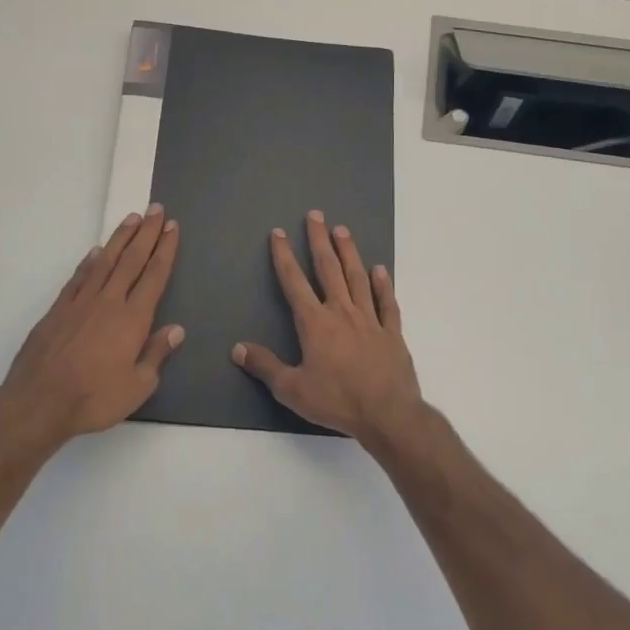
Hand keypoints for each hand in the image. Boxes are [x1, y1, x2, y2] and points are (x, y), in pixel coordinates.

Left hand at [0, 206, 183, 446]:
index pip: (154, 276)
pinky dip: (90, 261)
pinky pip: (78, 277)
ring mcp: (80, 303)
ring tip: (131, 218)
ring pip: (105, 262)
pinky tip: (97, 252)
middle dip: (146, 233)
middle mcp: (108, 302)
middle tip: (156, 209)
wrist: (39, 401)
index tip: (171, 228)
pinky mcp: (58, 310)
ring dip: (120, 238)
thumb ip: (156, 354)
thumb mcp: (138, 386)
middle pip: (132, 260)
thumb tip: (176, 329)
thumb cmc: (94, 398)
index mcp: (133, 319)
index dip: (165, 250)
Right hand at [232, 210, 424, 444]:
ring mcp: (370, 320)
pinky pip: (387, 303)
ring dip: (349, 253)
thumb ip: (265, 366)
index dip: (284, 256)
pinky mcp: (392, 332)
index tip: (279, 233)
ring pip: (358, 278)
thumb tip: (237, 348)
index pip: (294, 282)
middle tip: (315, 215)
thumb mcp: (292, 389)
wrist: (388, 414)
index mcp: (315, 323)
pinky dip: (383, 285)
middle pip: (328, 269)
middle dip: (319, 241)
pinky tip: (380, 270)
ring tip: (342, 230)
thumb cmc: (337, 401)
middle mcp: (342, 312)